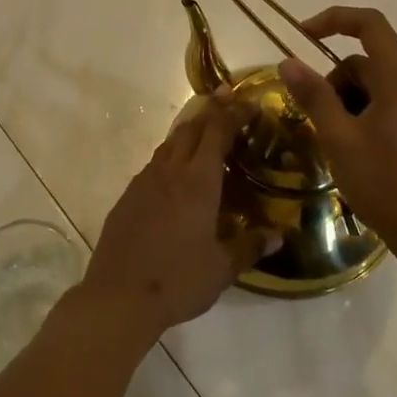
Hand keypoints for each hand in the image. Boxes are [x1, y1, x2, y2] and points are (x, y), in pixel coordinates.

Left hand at [77, 91, 276, 342]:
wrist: (118, 297)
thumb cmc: (178, 281)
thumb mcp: (222, 268)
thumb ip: (250, 246)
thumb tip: (278, 235)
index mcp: (198, 182)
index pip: (217, 132)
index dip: (234, 113)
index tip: (250, 103)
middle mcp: (170, 172)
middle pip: (191, 128)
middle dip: (211, 110)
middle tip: (228, 99)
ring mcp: (144, 181)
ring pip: (170, 143)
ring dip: (189, 130)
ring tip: (204, 129)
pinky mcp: (128, 196)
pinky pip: (154, 164)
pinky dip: (171, 155)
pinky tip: (176, 172)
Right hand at [278, 6, 396, 268]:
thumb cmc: (387, 183)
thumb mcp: (340, 139)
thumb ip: (314, 95)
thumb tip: (287, 61)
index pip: (368, 23)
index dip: (333, 19)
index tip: (300, 35)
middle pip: (364, 58)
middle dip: (332, 78)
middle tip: (311, 116)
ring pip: (370, 84)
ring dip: (343, 100)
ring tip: (329, 139)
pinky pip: (382, 103)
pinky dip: (358, 114)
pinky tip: (347, 149)